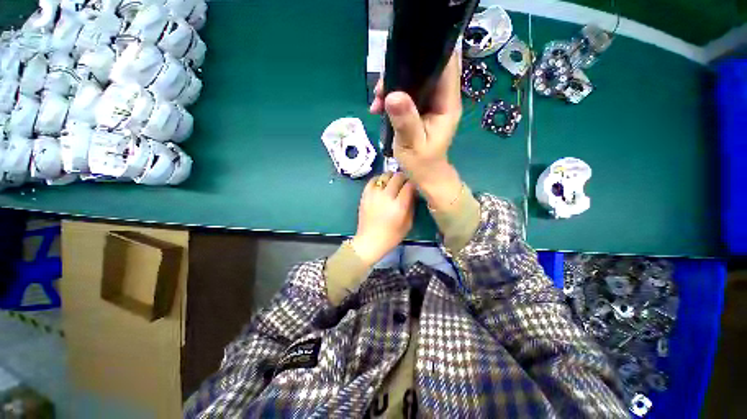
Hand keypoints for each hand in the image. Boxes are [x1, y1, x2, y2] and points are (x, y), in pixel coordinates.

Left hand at [351, 172, 414, 265]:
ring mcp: (374, 194)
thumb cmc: (391, 236)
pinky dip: (379, 179)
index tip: (414, 187)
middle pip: (398, 177)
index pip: (409, 185)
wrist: (369, 241)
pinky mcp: (365, 195)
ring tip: (393, 183)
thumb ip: (412, 206)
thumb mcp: (408, 224)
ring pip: (385, 175)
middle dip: (404, 178)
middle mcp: (386, 196)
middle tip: (405, 183)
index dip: (413, 184)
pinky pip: (373, 180)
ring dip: (392, 177)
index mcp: (399, 206)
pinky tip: (382, 184)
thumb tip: (413, 192)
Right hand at [370, 52, 463, 210]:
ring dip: (394, 85)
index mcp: (447, 104)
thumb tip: (393, 95)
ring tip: (377, 101)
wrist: (425, 176)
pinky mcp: (420, 110)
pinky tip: (379, 107)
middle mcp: (442, 99)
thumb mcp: (412, 144)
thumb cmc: (422, 164)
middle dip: (402, 72)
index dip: (428, 53)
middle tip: (381, 89)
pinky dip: (393, 97)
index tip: (402, 58)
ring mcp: (431, 104)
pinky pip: (407, 94)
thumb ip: (406, 121)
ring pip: (414, 81)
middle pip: (427, 70)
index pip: (446, 65)